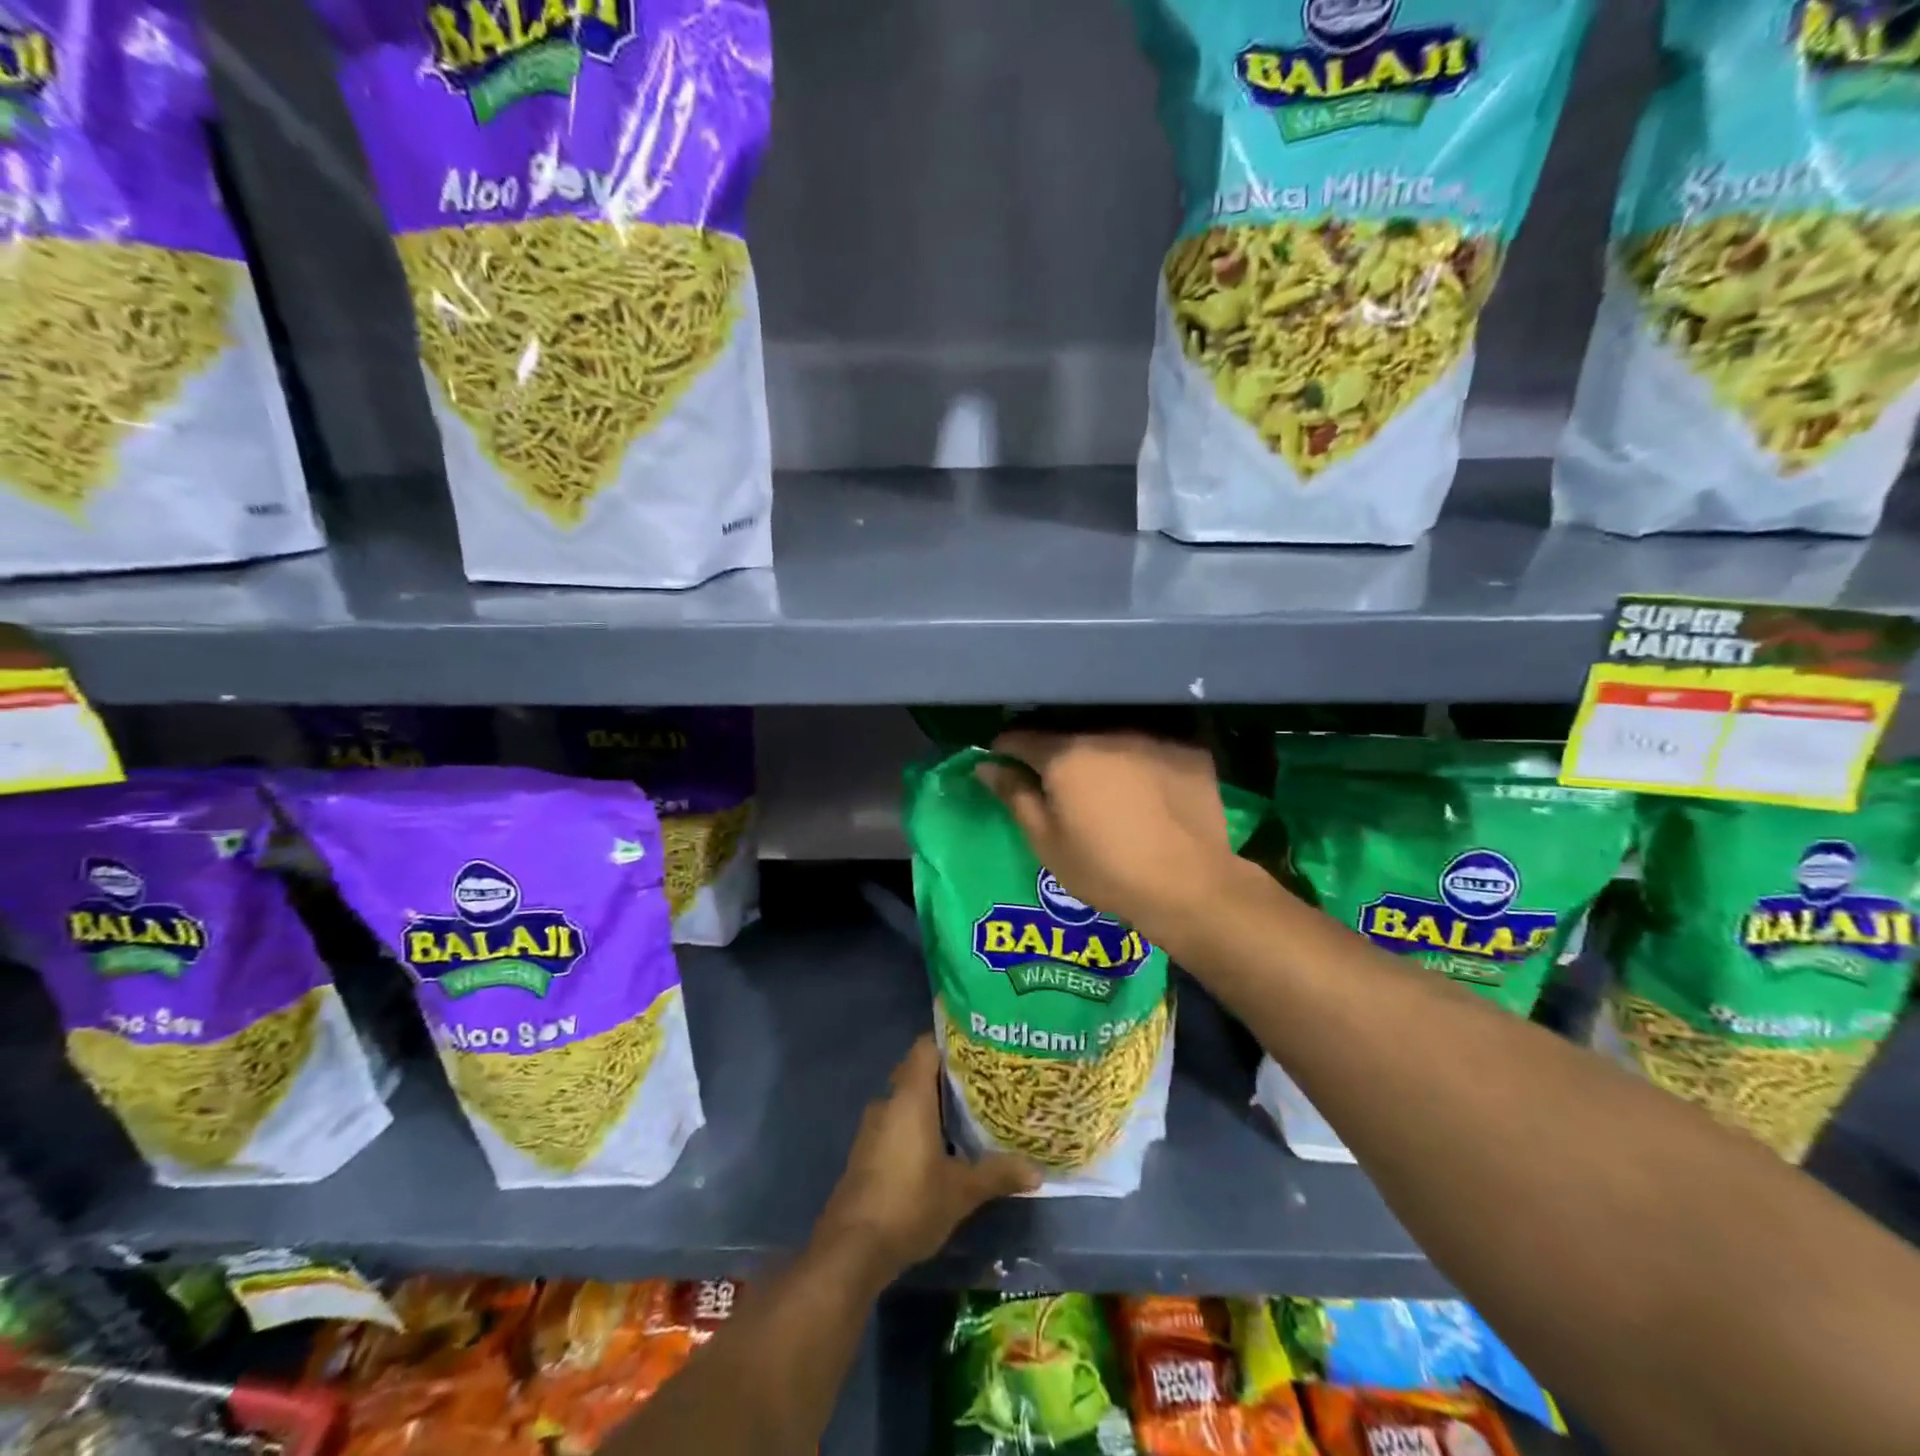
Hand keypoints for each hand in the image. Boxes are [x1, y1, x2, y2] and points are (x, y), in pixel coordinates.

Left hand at [814, 1037, 1037, 1278]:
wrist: (852, 1249)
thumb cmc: (910, 1204)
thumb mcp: (962, 1191)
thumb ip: (998, 1174)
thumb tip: (1038, 1171)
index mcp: (910, 1096)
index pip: (926, 1046)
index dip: (950, 1041)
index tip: (978, 1047)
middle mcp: (888, 1102)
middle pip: (917, 1072)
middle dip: (946, 1076)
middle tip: (982, 1083)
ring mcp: (872, 1128)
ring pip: (905, 1101)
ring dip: (930, 1105)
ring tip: (966, 1115)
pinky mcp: (866, 1152)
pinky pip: (895, 1124)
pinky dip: (915, 1128)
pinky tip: (939, 1148)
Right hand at [977, 730, 1242, 945]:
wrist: (1190, 886)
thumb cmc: (1106, 870)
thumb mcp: (1047, 842)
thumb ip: (1014, 796)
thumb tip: (986, 765)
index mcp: (1065, 755)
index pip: (1020, 738)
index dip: (1005, 751)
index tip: (1003, 766)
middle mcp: (1106, 733)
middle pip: (1067, 733)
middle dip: (1054, 753)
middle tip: (1055, 783)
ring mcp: (1152, 737)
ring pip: (1111, 737)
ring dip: (1099, 754)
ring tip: (1103, 785)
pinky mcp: (1188, 749)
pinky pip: (1151, 746)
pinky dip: (1140, 760)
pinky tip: (1147, 787)